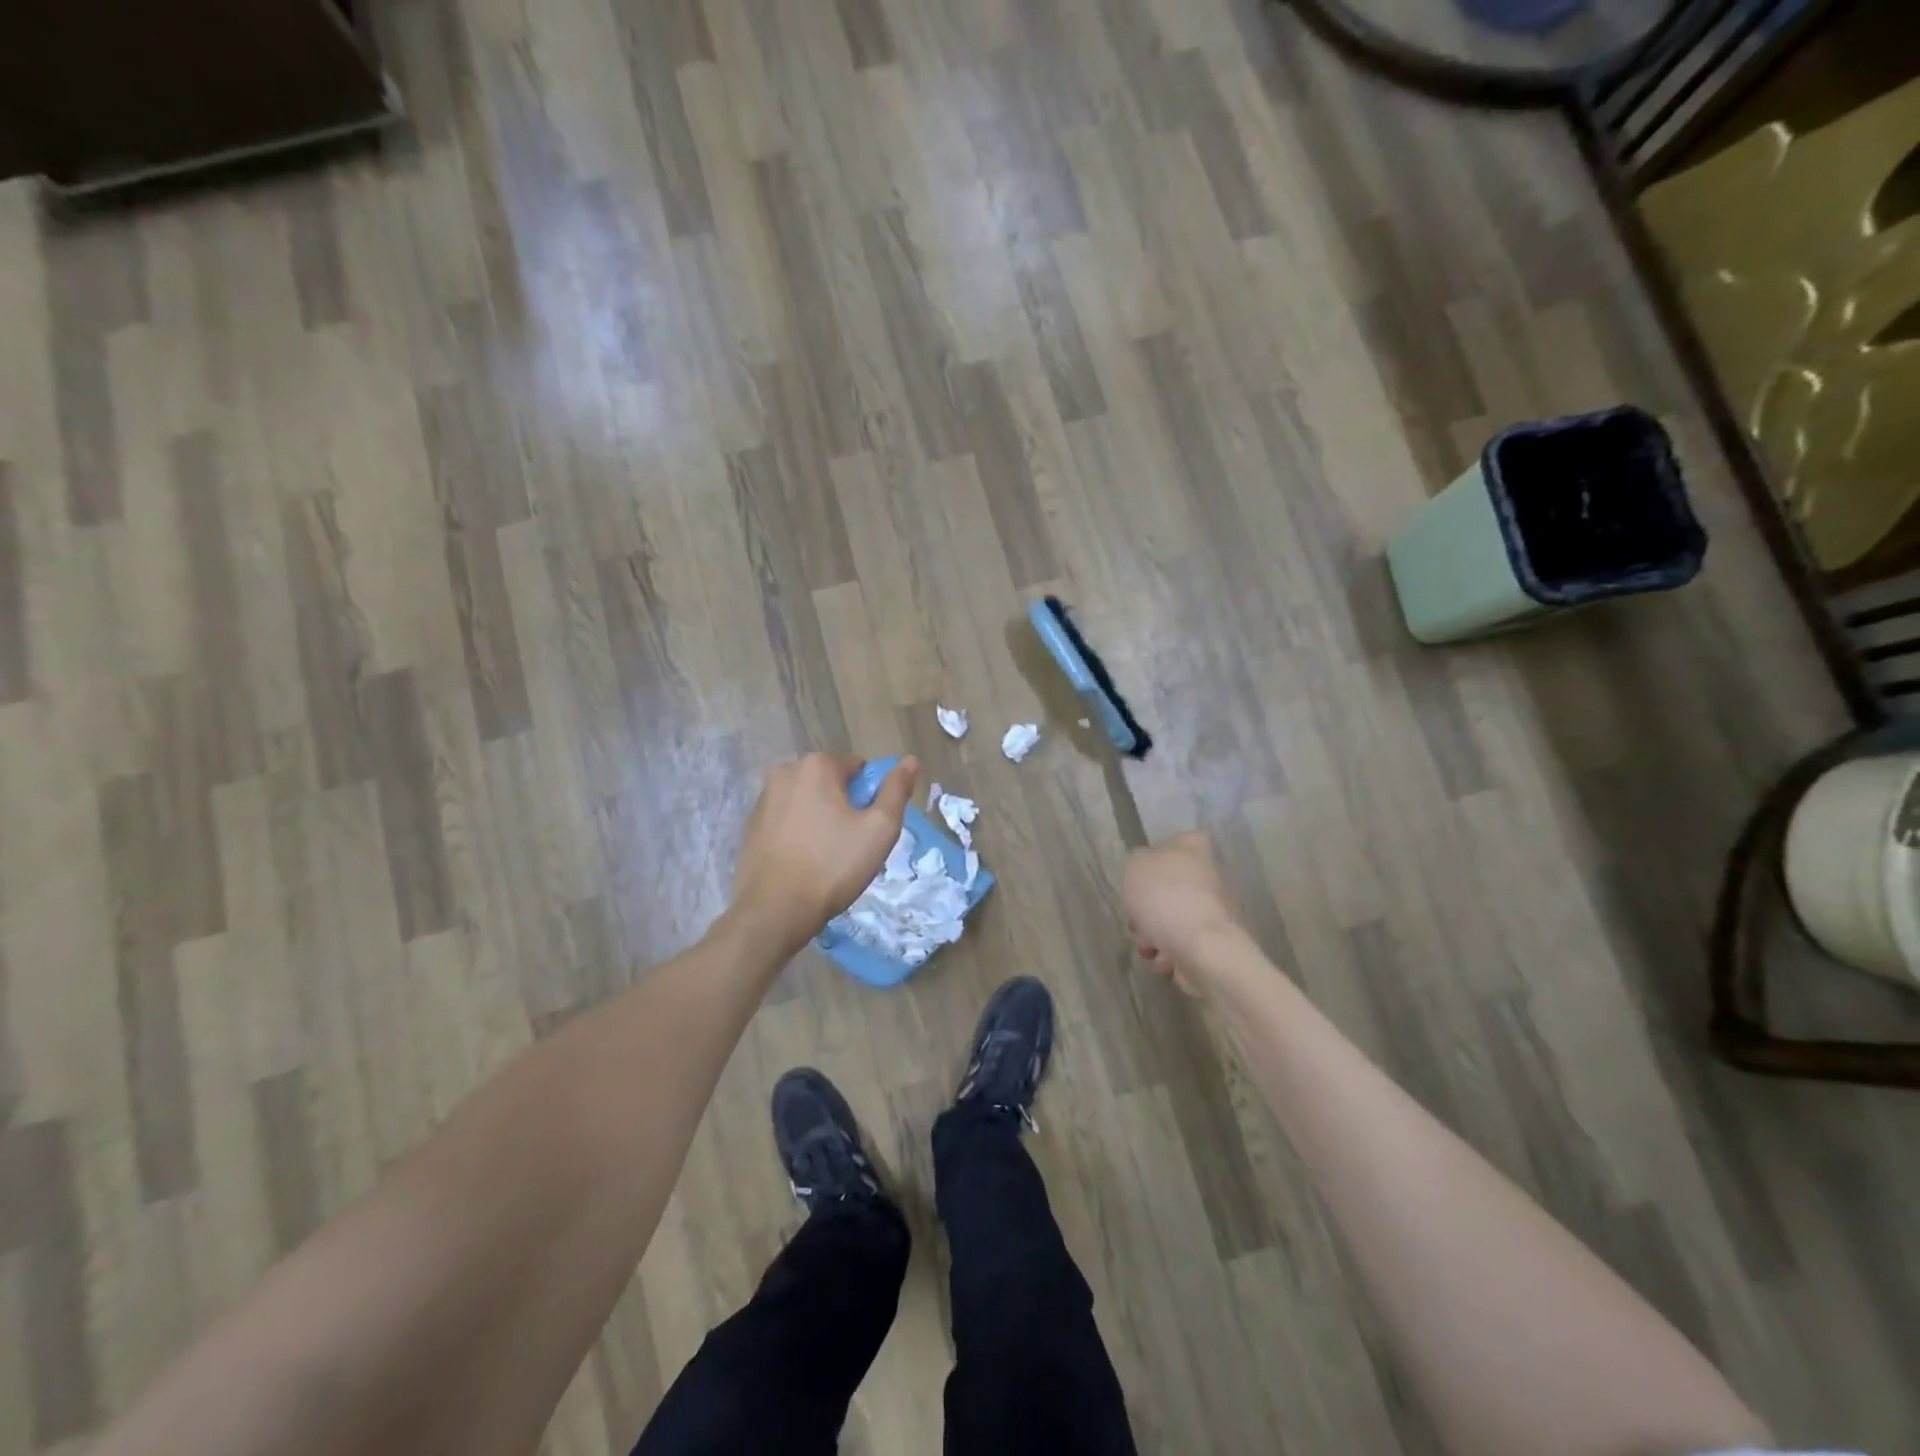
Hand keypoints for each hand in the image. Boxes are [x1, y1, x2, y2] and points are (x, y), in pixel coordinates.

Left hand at [732, 754, 917, 953]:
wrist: (775, 910)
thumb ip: (897, 790)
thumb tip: (910, 761)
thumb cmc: (833, 866)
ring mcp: (763, 798)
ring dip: (822, 817)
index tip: (868, 828)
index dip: (870, 797)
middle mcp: (785, 772)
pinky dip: (800, 831)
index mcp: (816, 765)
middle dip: (844, 806)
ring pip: (808, 800)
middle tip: (852, 844)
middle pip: (831, 782)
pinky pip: (787, 818)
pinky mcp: (751, 824)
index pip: (858, 769)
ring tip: (827, 855)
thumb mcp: (879, 829)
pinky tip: (804, 860)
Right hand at [1123, 831, 1240, 994]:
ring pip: (1168, 920)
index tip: (1143, 871)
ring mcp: (1210, 913)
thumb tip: (1147, 869)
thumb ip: (1138, 860)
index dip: (1160, 852)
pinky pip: (1179, 947)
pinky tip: (1165, 960)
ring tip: (1149, 946)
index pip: (1181, 839)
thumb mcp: (1136, 865)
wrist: (1201, 949)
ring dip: (1151, 936)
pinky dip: (1168, 955)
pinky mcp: (1209, 944)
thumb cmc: (1166, 898)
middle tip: (1136, 919)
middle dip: (1146, 909)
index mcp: (1193, 851)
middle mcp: (1206, 878)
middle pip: (1167, 888)